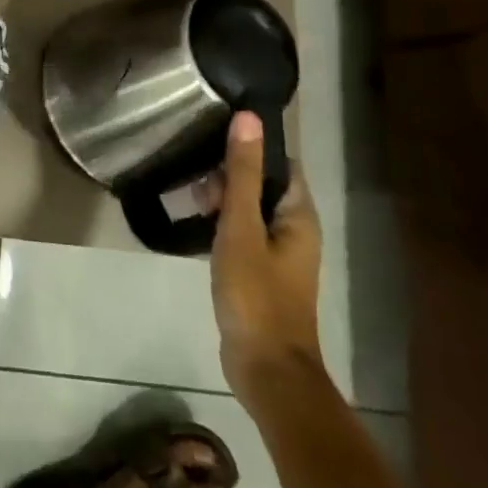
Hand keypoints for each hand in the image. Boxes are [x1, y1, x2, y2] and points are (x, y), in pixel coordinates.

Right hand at [208, 111, 324, 408]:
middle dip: (229, 172)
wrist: (265, 370)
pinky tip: (194, 221)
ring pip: (248, 207)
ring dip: (222, 197)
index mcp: (298, 215)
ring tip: (189, 194)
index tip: (214, 133)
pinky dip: (221, 221)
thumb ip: (242, 173)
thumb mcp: (242, 227)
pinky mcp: (259, 271)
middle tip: (195, 173)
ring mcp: (277, 252)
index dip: (250, 144)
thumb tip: (249, 117)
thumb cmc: (256, 294)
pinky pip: (241, 231)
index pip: (279, 161)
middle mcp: (294, 228)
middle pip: (262, 182)